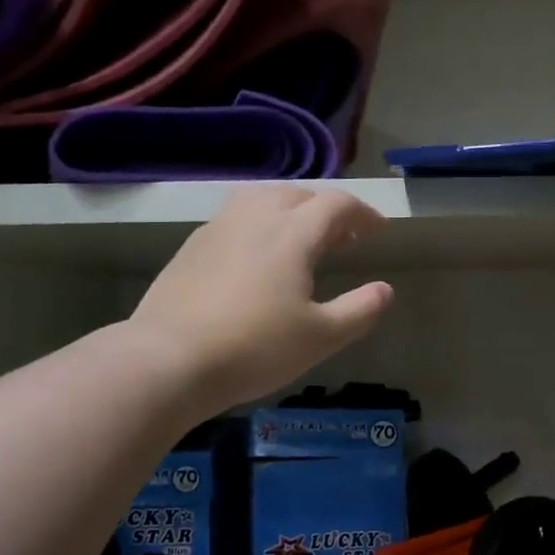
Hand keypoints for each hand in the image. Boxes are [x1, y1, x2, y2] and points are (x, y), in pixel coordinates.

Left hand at [132, 185, 394, 412]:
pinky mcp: (191, 247)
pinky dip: (259, 224)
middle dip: (327, 211)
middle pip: (298, 195)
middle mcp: (255, 217)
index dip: (363, 213)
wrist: (168, 360)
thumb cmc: (254, 348)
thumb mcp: (320, 337)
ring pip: (261, 199)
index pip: (336, 204)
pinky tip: (256, 258)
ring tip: (299, 240)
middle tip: (343, 238)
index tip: (378, 229)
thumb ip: (359, 311)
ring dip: (289, 211)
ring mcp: (218, 228)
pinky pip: (235, 218)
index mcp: (292, 233)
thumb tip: (385, 290)